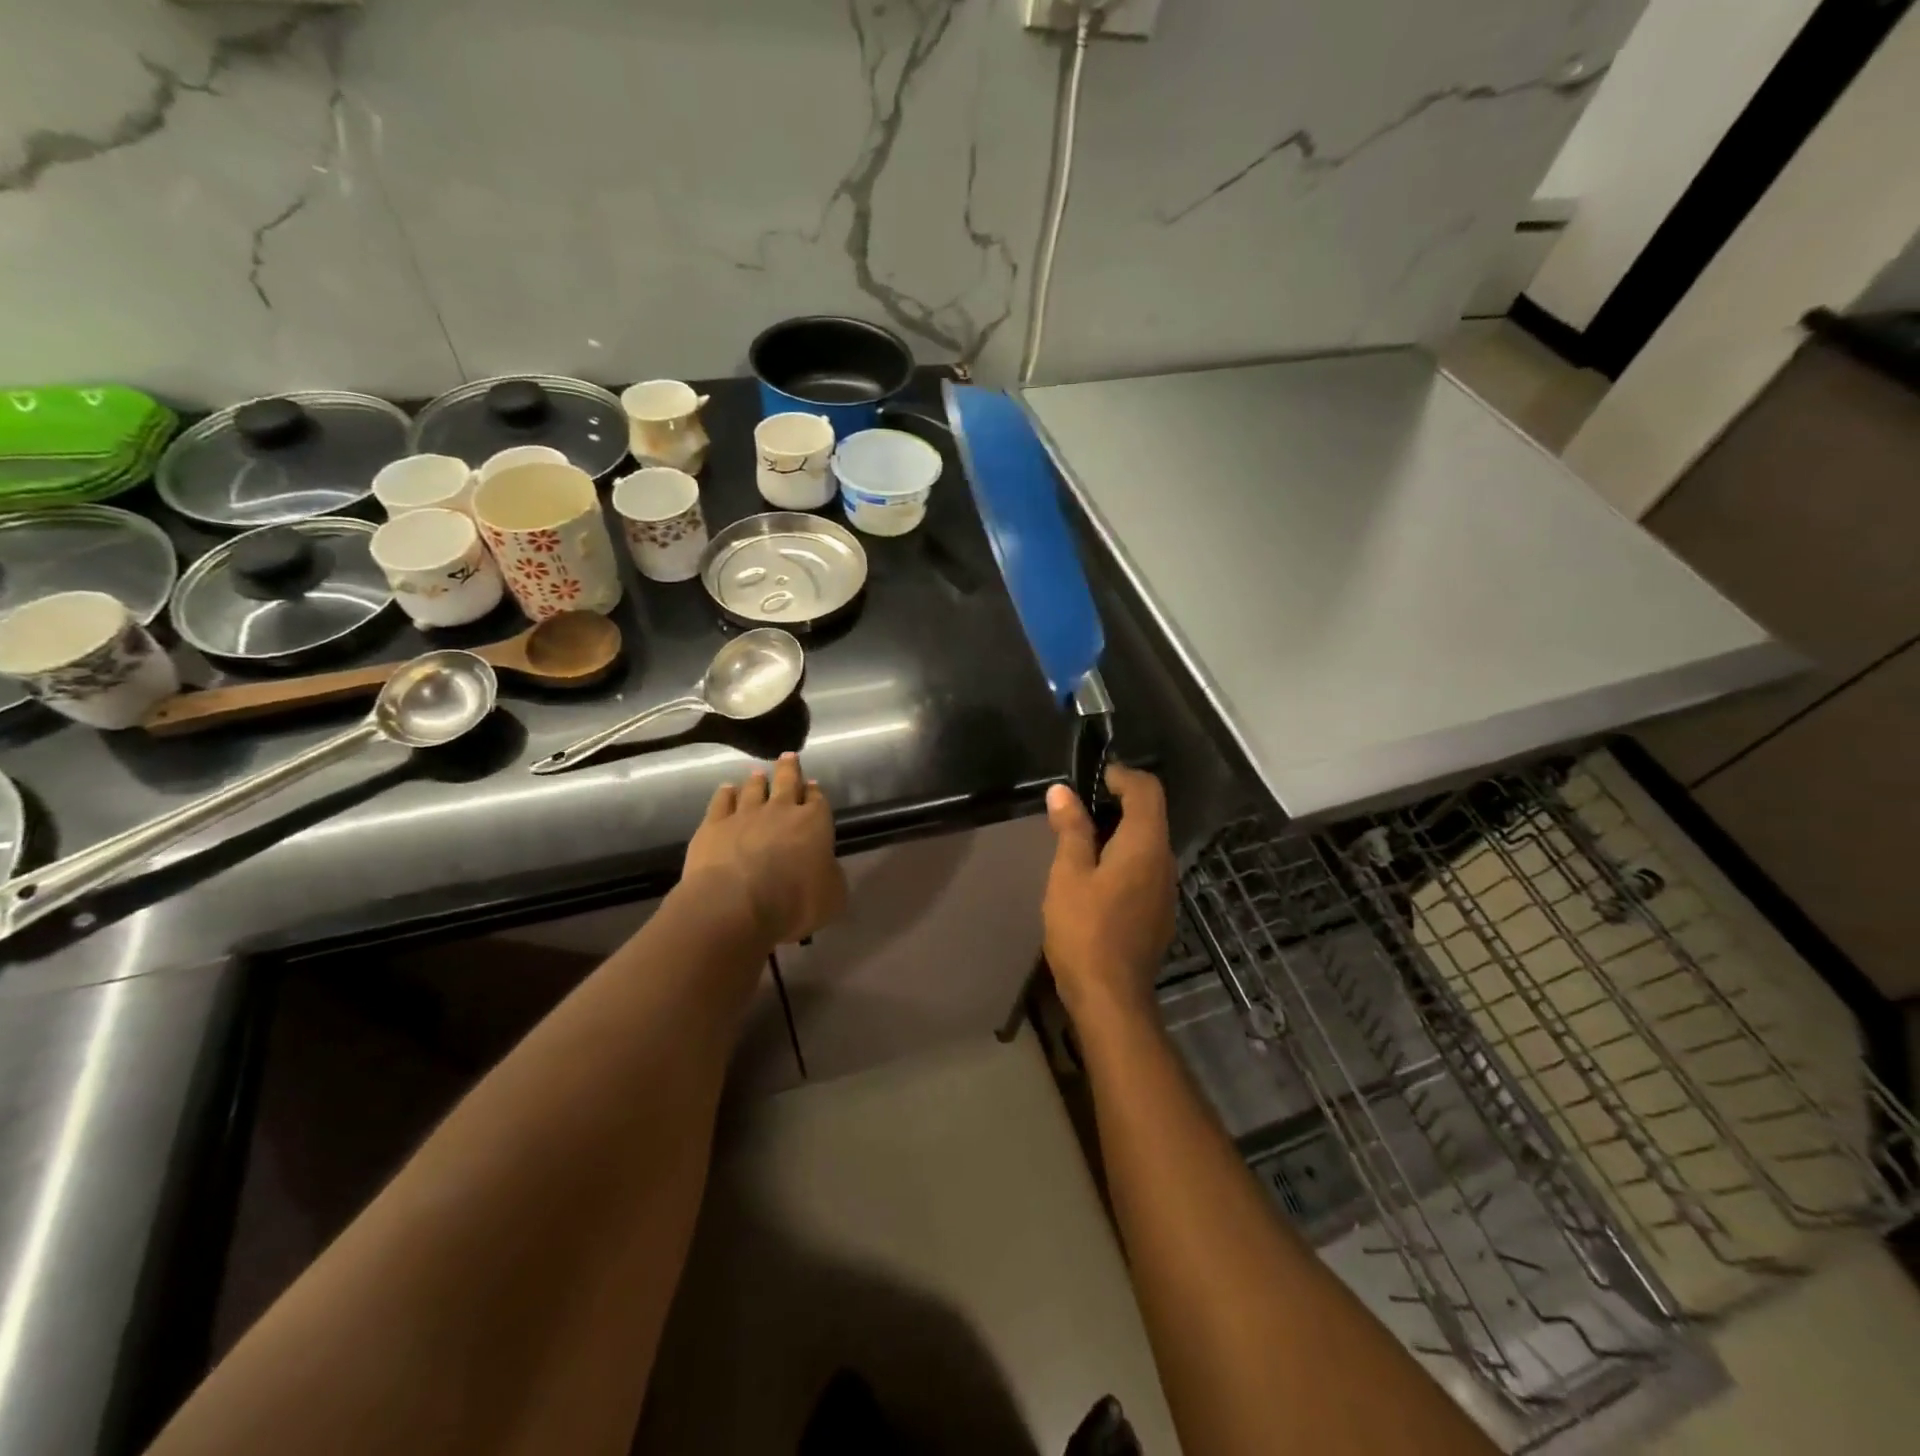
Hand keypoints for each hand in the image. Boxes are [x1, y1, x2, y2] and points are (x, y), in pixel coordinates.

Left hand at [683, 753, 846, 945]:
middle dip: (789, 769)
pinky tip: (727, 790)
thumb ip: (831, 876)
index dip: (816, 792)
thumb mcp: (832, 896)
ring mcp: (744, 815)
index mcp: (814, 823)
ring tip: (757, 773)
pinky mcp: (713, 826)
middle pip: (786, 781)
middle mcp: (780, 811)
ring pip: (753, 788)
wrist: (734, 906)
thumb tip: (825, 867)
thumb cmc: (793, 904)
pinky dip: (726, 794)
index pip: (818, 800)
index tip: (813, 785)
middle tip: (788, 757)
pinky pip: (721, 801)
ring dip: (757, 780)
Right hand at [1042, 764, 1176, 1019]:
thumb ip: (1070, 829)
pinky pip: (1145, 869)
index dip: (1122, 775)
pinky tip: (1094, 877)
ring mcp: (1165, 890)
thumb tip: (1063, 791)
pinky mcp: (1158, 912)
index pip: (1147, 790)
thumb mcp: (1069, 874)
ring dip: (1118, 832)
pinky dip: (1123, 857)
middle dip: (1117, 802)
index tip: (1091, 779)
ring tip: (1079, 840)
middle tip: (1076, 809)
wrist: (1111, 997)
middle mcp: (1164, 861)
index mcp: (1145, 845)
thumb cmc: (1085, 930)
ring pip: (1147, 843)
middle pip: (1150, 815)